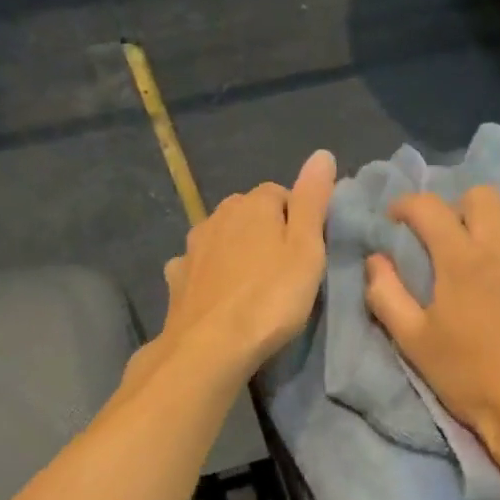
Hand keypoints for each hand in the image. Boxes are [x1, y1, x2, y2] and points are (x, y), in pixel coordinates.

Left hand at [137, 149, 336, 387]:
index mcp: (253, 203)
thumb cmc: (270, 298)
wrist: (210, 346)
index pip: (282, 194)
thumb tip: (322, 154)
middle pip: (250, 214)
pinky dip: (210, 273)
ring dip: (237, 252)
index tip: (309, 251)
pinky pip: (199, 265)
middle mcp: (218, 215)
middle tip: (286, 270)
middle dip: (267, 233)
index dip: (298, 220)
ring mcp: (193, 246)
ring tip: (254, 284)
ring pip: (223, 238)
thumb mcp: (307, 249)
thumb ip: (313, 200)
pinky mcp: (177, 278)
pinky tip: (220, 295)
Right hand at [364, 185, 499, 457]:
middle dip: (457, 207)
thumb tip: (375, 260)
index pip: (428, 208)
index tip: (397, 220)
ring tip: (492, 243)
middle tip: (449, 236)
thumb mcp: (413, 342)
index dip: (406, 205)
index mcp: (461, 259)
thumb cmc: (469, 377)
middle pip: (481, 196)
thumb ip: (387, 295)